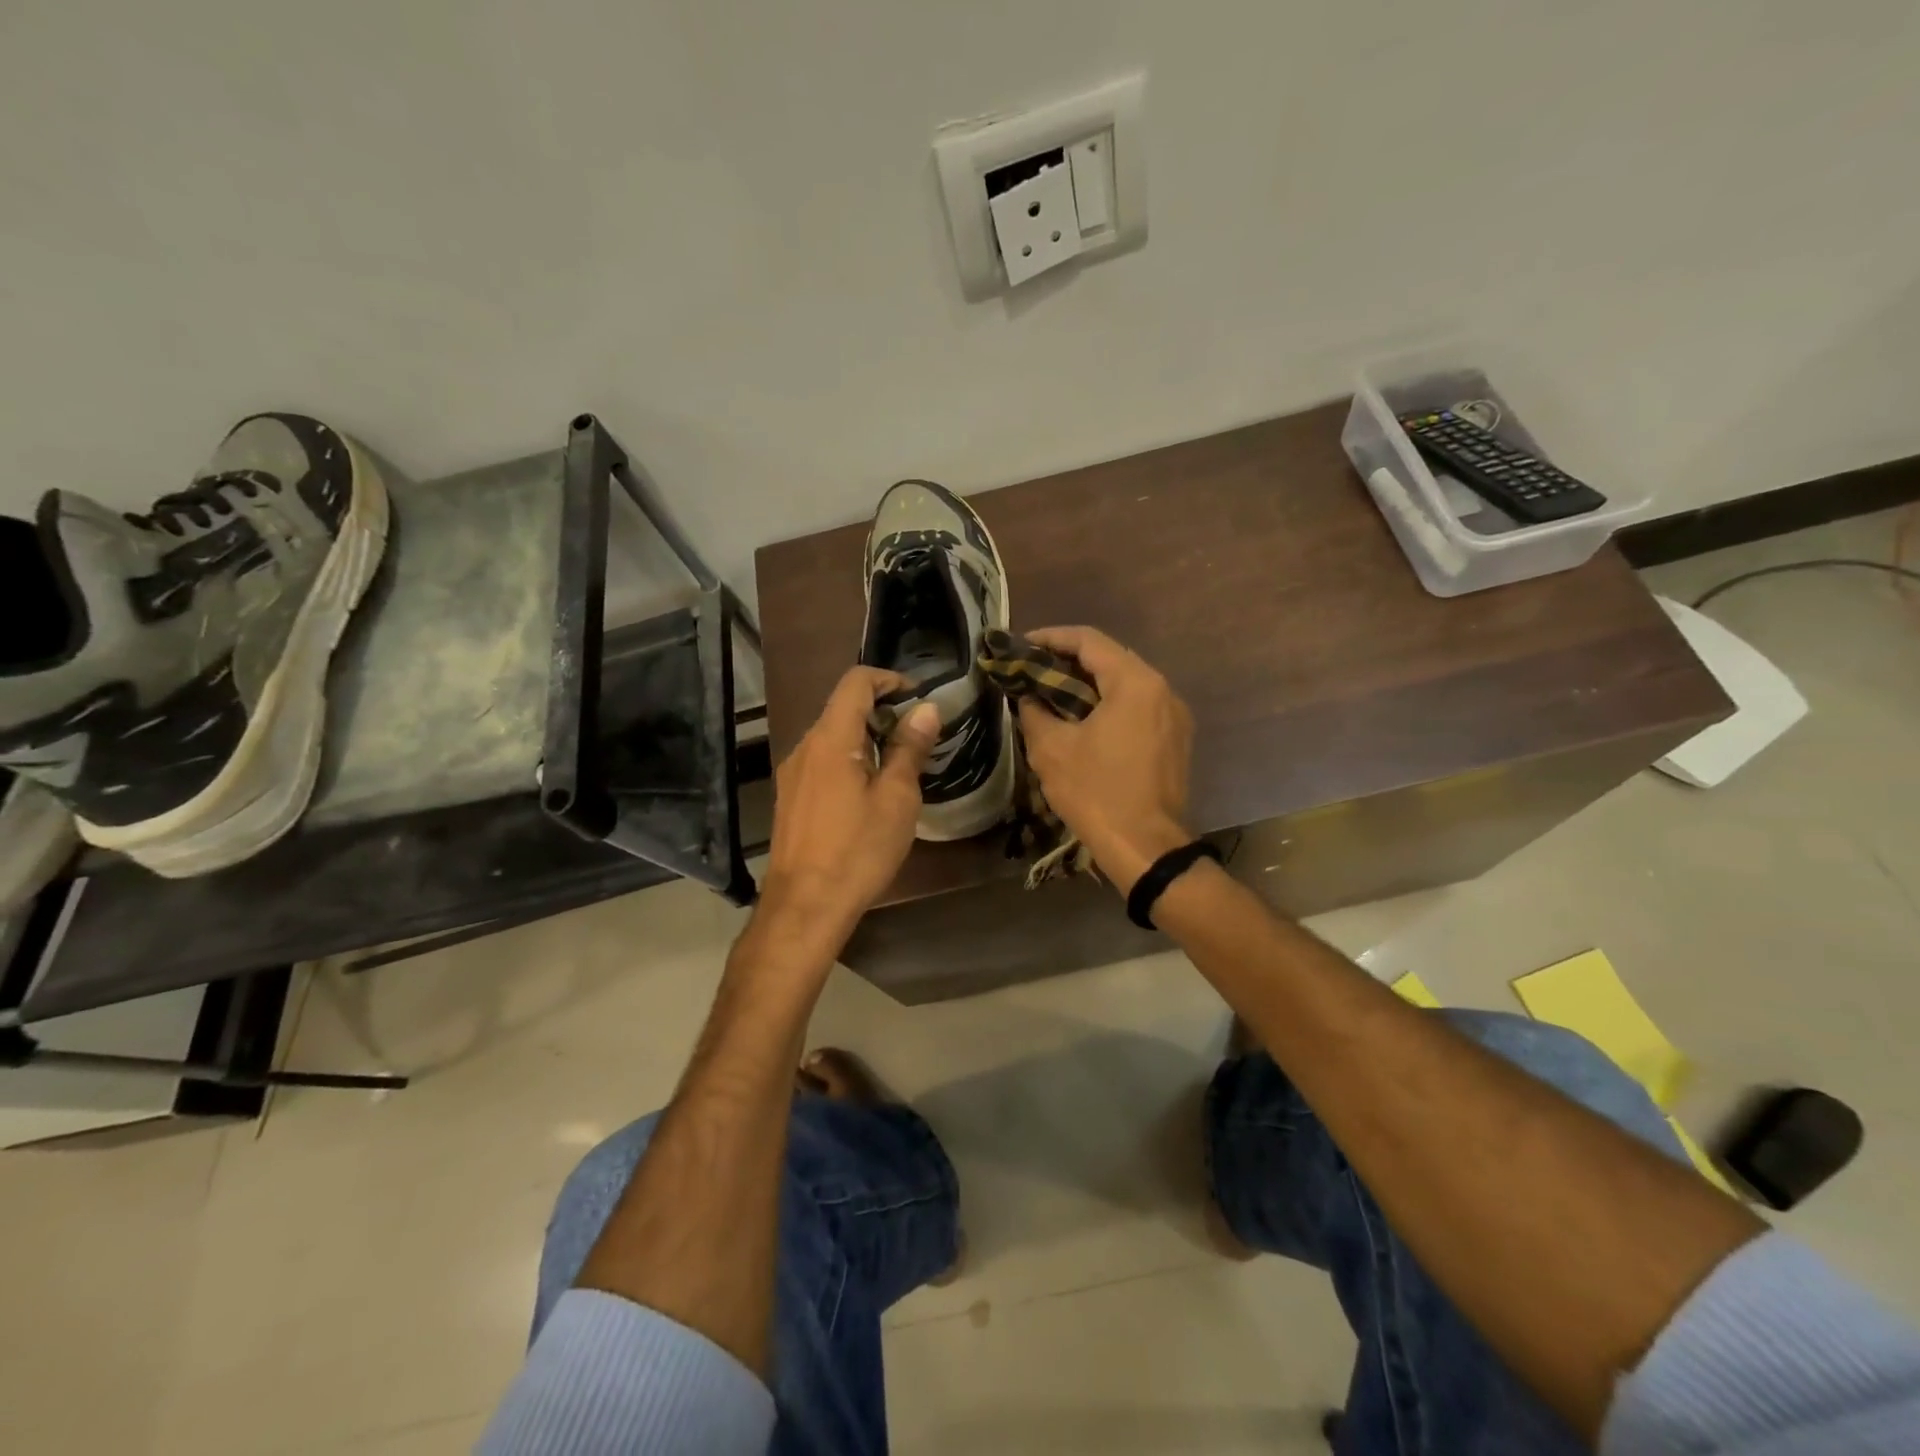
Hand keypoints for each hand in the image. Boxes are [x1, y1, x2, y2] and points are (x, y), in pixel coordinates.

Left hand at [758, 666, 939, 949]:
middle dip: (882, 711)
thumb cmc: (858, 850)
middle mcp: (805, 747)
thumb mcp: (896, 799)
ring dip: (865, 738)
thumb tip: (926, 709)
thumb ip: (909, 748)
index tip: (918, 699)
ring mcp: (792, 773)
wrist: (805, 907)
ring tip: (898, 767)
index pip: (856, 682)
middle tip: (917, 738)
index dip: (889, 679)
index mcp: (831, 739)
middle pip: (842, 708)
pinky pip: (822, 762)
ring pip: (832, 737)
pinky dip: (848, 760)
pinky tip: (867, 793)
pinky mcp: (789, 798)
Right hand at [1016, 625, 1194, 892]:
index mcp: (1135, 683)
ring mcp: (1174, 715)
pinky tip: (1083, 720)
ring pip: (1126, 684)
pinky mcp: (1175, 739)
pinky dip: (1109, 705)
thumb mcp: (1051, 749)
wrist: (1146, 848)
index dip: (1051, 638)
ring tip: (1053, 693)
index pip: (1088, 641)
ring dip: (1089, 684)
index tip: (1021, 645)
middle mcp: (1162, 689)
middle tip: (1033, 670)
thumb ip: (1034, 711)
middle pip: (1110, 658)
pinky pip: (1138, 707)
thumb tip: (1028, 696)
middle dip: (1069, 661)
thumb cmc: (1096, 793)